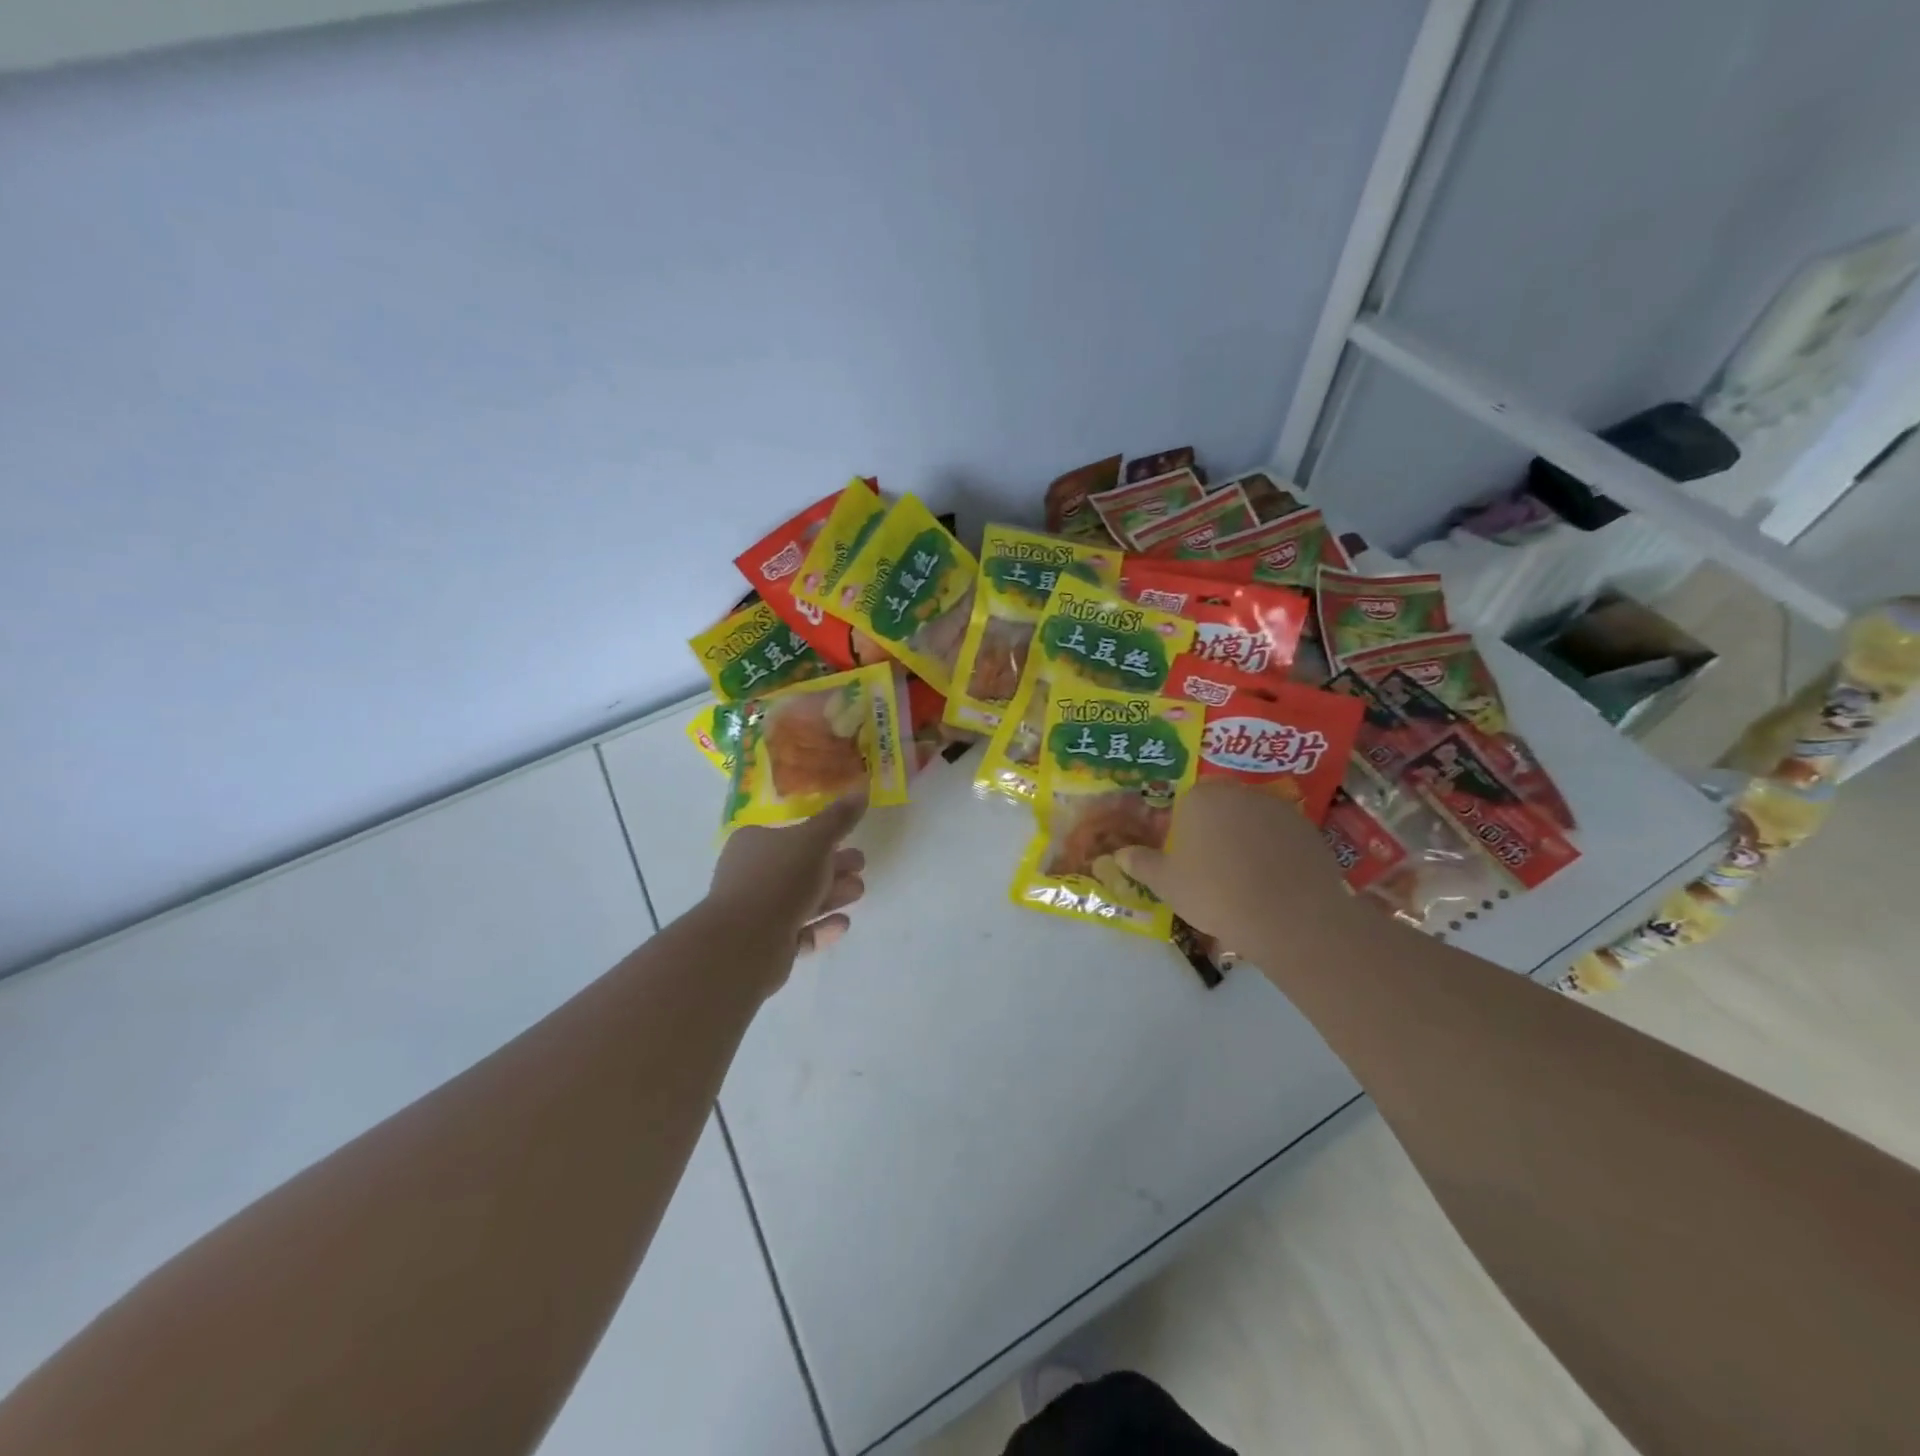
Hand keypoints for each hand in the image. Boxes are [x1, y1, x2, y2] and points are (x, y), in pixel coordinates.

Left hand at [708, 795, 867, 961]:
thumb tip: (862, 788)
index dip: (821, 837)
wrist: (746, 941)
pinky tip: (843, 923)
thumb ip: (839, 818)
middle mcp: (750, 876)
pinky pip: (798, 933)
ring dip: (832, 895)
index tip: (850, 840)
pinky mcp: (765, 945)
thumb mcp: (815, 839)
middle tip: (861, 867)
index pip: (790, 835)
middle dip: (834, 867)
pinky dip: (821, 927)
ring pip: (801, 900)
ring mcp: (756, 913)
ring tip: (858, 893)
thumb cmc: (779, 878)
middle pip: (799, 868)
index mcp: (753, 844)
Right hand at [1117, 780, 1361, 961]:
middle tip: (1213, 872)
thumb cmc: (1216, 894)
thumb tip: (1119, 854)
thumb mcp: (1167, 884)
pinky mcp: (1307, 828)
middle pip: (1219, 809)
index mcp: (1200, 798)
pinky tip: (1274, 884)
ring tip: (1247, 882)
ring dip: (1246, 841)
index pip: (1184, 806)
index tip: (1186, 864)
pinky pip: (1281, 837)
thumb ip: (1141, 864)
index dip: (1183, 834)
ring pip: (1251, 821)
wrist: (1289, 916)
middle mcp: (1238, 792)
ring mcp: (1277, 808)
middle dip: (1214, 833)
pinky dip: (1275, 853)